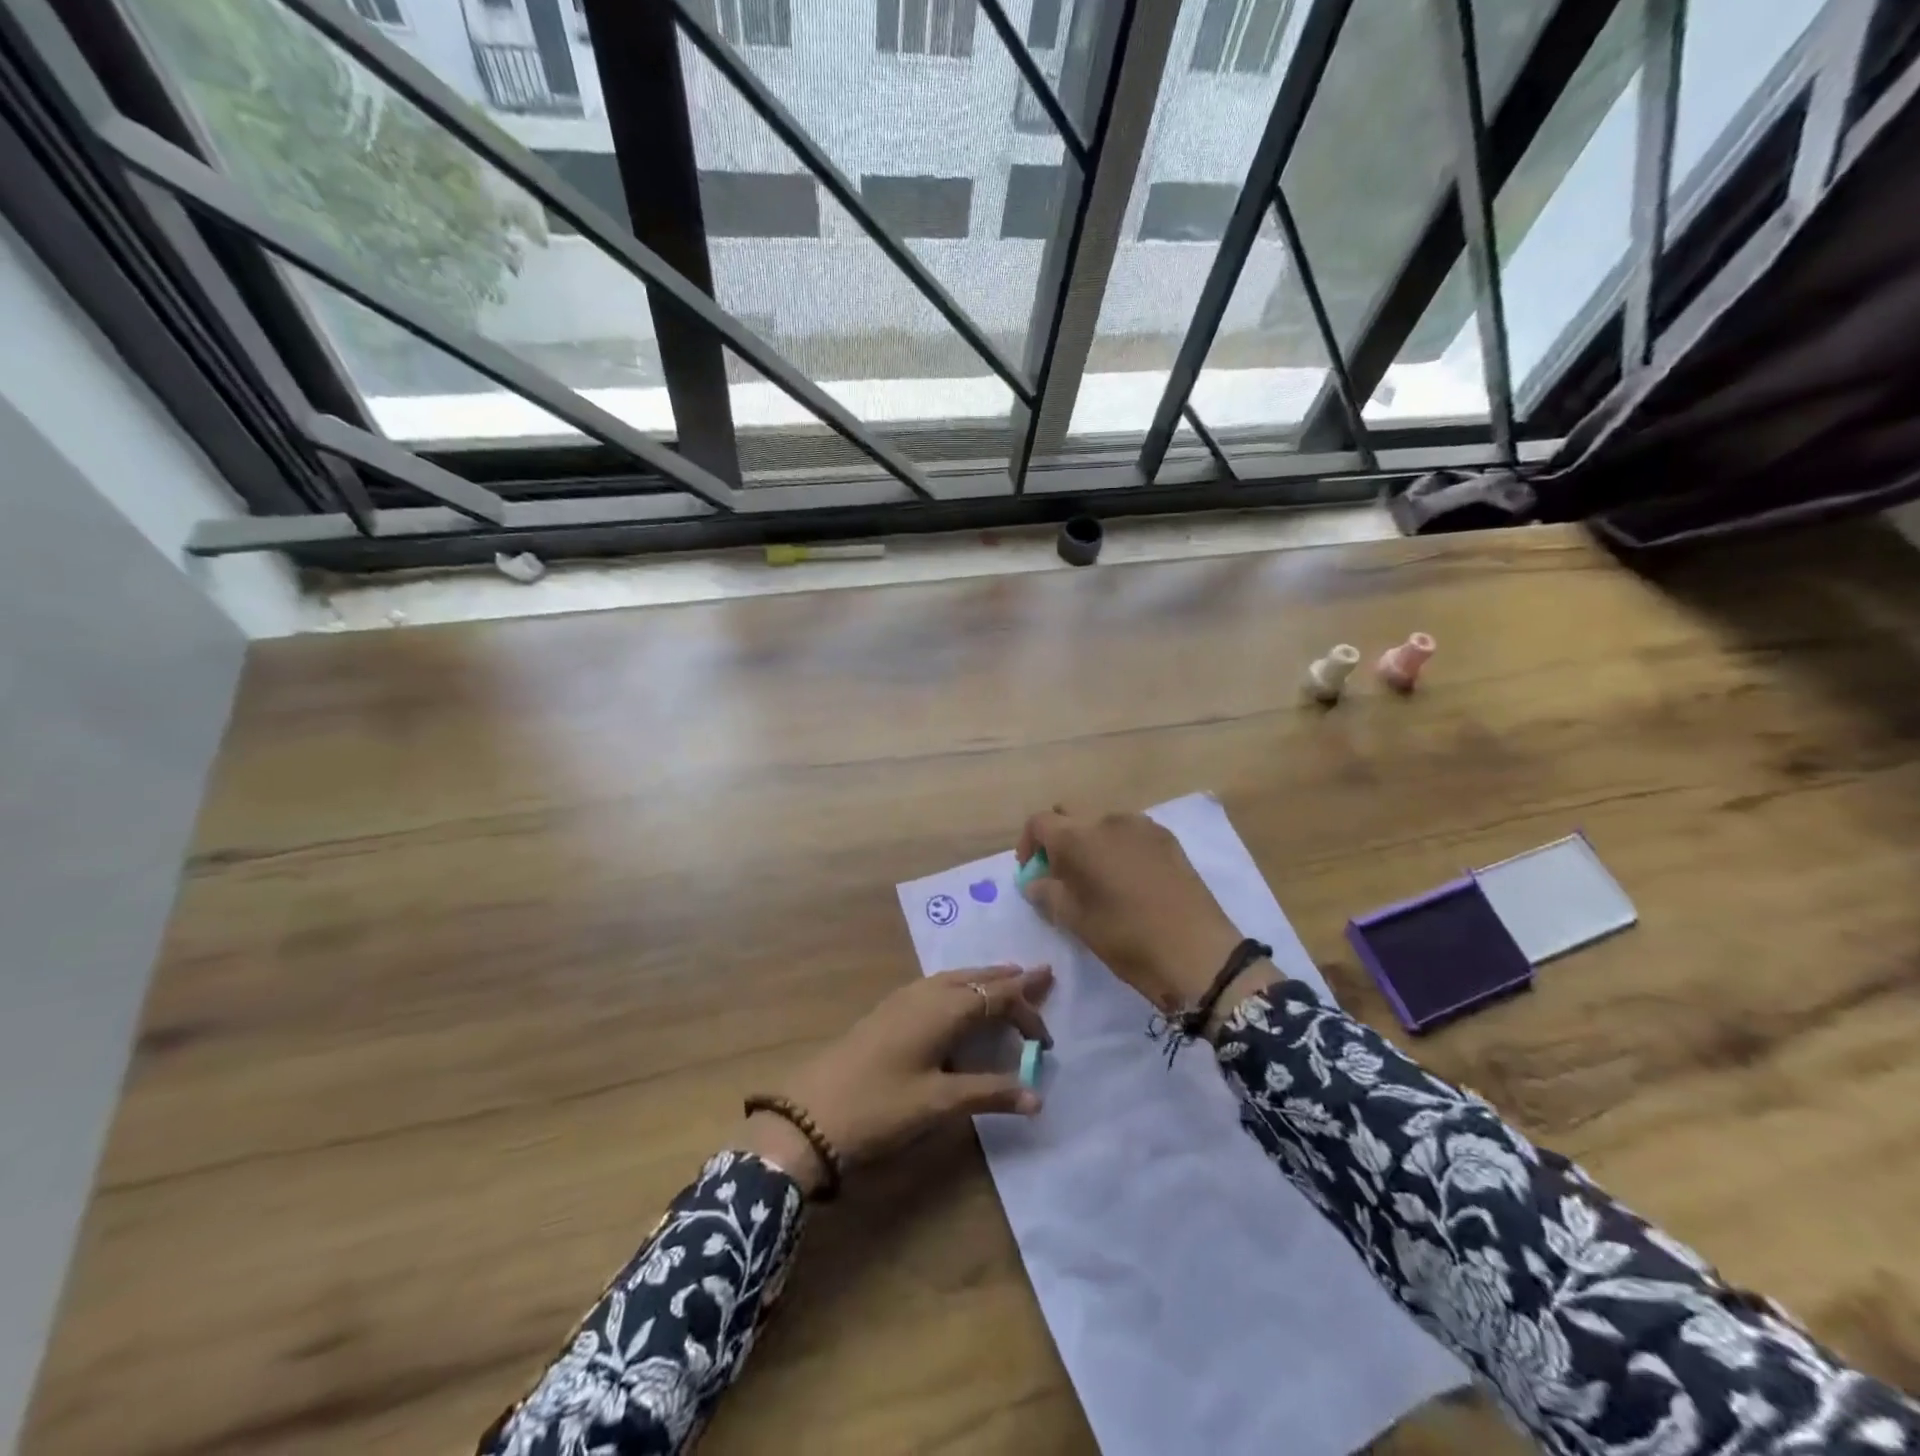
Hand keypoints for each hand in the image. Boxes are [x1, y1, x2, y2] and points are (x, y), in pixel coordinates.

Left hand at [739, 966, 1052, 1195]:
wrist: (809, 1114)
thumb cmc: (879, 1107)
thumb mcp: (938, 1103)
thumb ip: (989, 1093)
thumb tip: (1037, 1096)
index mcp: (943, 1008)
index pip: (998, 997)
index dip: (1027, 1013)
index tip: (1046, 1043)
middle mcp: (926, 993)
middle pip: (978, 978)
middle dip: (1012, 979)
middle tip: (1043, 973)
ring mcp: (903, 999)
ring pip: (956, 979)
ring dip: (985, 979)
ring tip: (1009, 978)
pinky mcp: (889, 1011)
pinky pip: (938, 986)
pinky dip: (962, 986)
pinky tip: (960, 999)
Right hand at [1018, 808, 1272, 1026]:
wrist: (1197, 952)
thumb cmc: (1125, 937)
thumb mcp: (1075, 921)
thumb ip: (1047, 894)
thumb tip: (1035, 881)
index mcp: (1078, 837)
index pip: (1039, 822)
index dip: (1029, 844)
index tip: (1032, 872)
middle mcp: (1107, 819)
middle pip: (1070, 816)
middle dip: (1059, 839)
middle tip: (1060, 875)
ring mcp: (1142, 825)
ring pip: (1102, 823)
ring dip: (1090, 843)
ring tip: (1098, 879)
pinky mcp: (1167, 838)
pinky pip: (1130, 833)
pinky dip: (1118, 847)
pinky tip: (1129, 880)